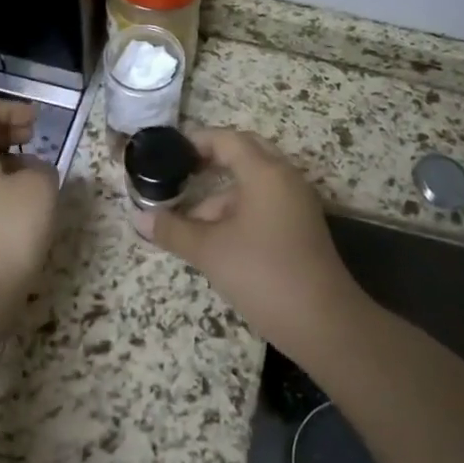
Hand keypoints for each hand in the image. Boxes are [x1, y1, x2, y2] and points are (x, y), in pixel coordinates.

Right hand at [145, 128, 365, 354]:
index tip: (169, 152)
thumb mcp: (209, 251)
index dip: (196, 141)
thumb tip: (139, 218)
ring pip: (254, 183)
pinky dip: (239, 211)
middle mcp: (285, 178)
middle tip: (180, 173)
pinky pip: (266, 203)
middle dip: (211, 161)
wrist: (324, 323)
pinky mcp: (302, 227)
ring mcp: (297, 203)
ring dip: (221, 195)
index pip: (227, 139)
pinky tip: (216, 239)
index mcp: (265, 172)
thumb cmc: (262, 274)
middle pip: (245, 154)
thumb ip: (173, 230)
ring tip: (187, 222)